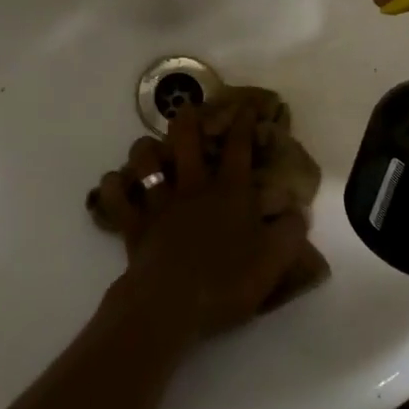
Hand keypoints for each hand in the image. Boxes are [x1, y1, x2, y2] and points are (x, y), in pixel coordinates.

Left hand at [97, 100, 313, 339]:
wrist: (172, 303)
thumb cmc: (226, 281)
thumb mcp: (273, 260)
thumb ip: (289, 232)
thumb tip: (296, 210)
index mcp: (229, 192)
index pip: (239, 148)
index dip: (243, 123)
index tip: (245, 105)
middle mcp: (193, 187)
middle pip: (186, 140)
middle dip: (187, 119)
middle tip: (186, 109)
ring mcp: (159, 203)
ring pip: (145, 161)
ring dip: (144, 149)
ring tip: (146, 147)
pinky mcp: (134, 223)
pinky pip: (116, 197)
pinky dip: (112, 187)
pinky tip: (114, 183)